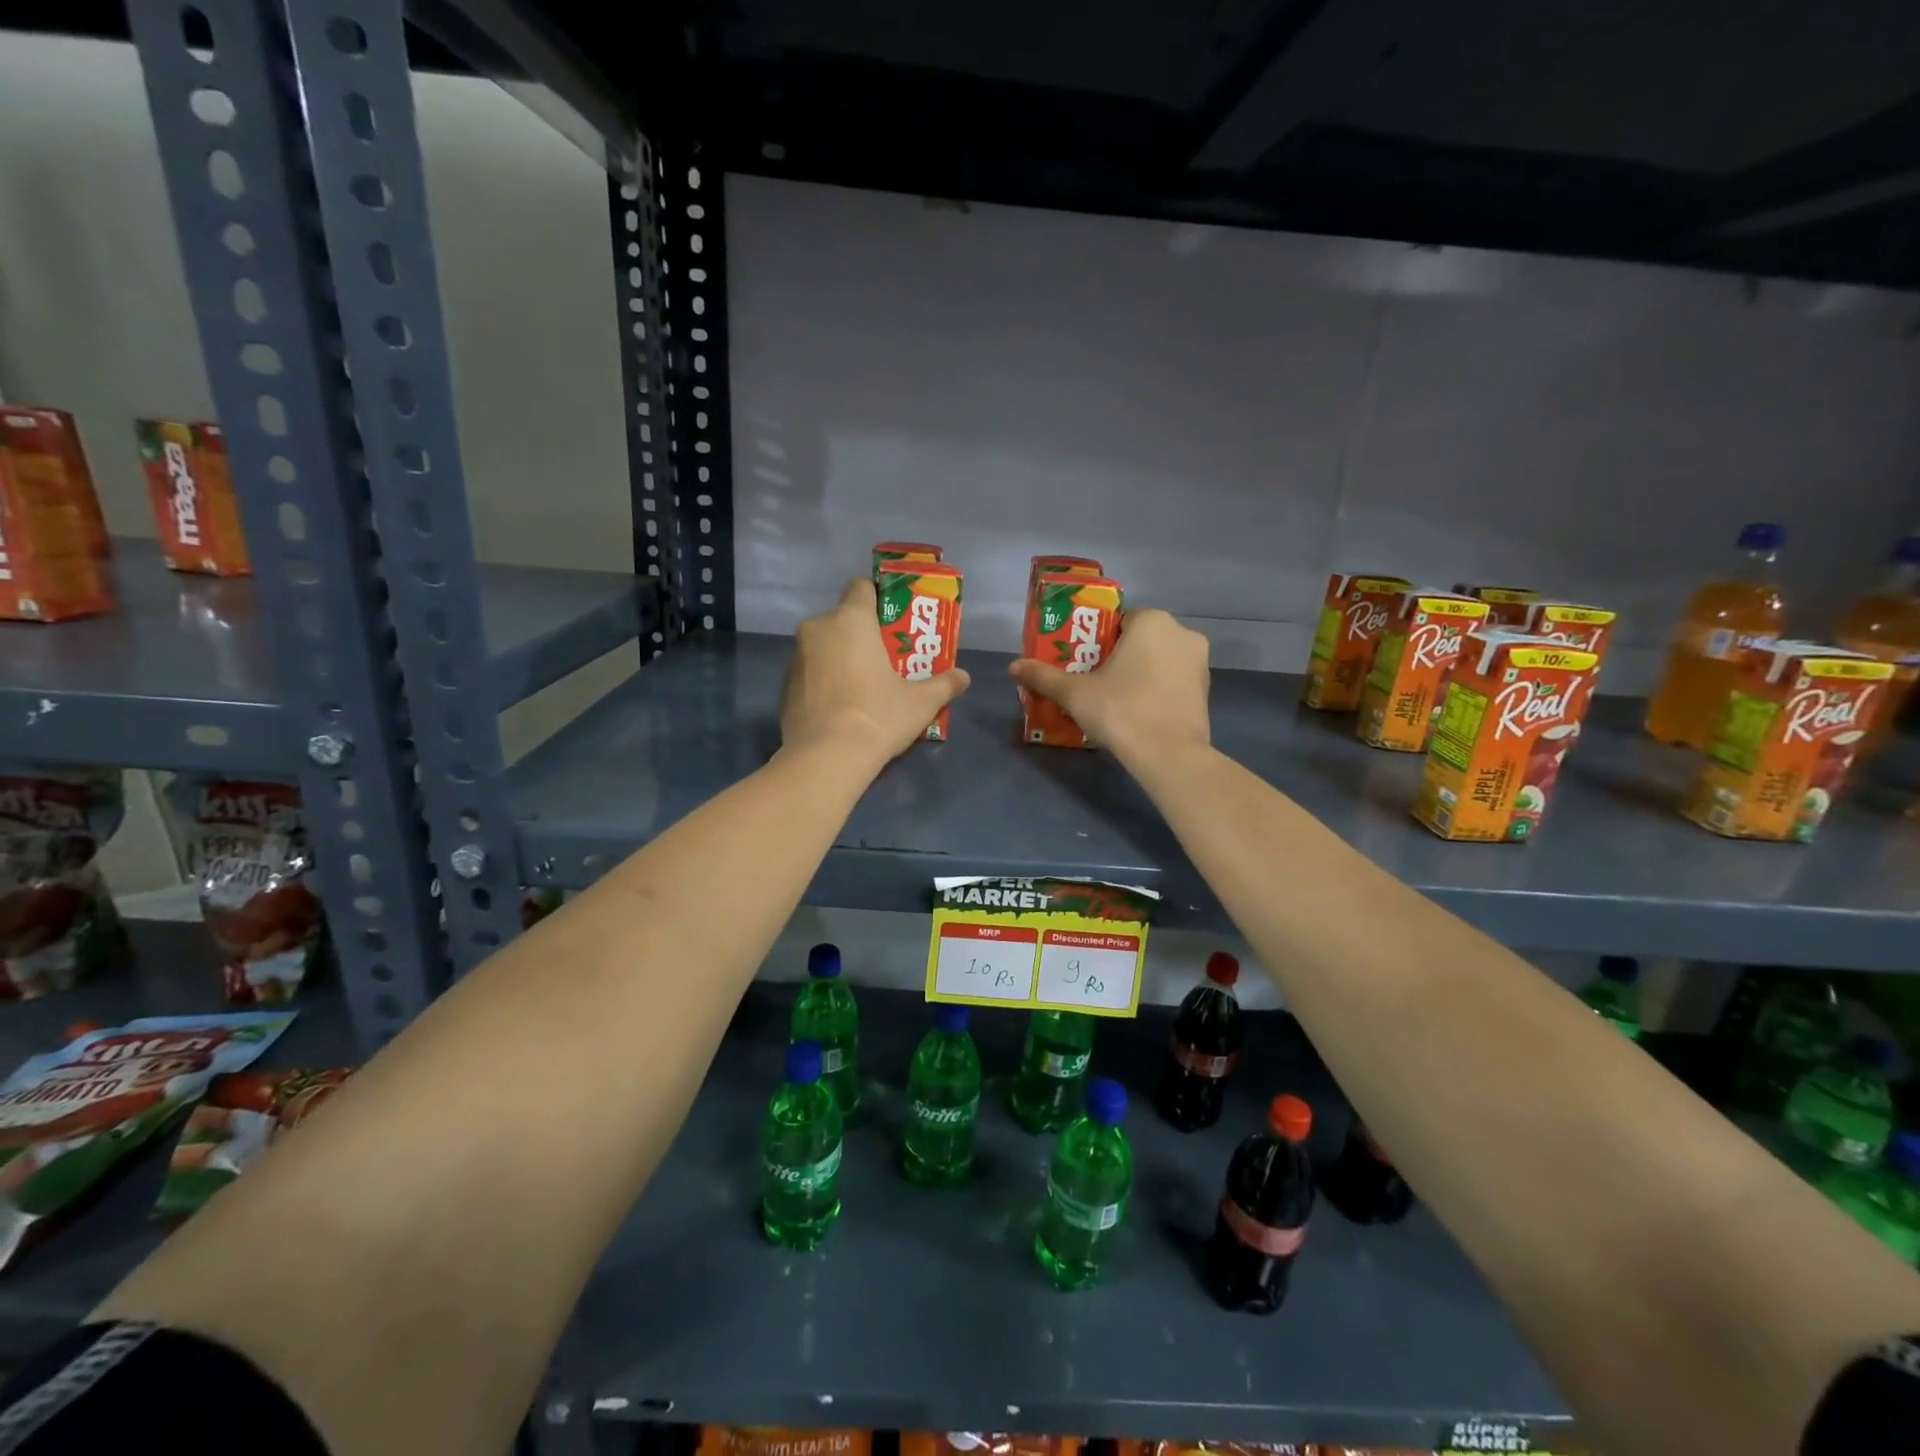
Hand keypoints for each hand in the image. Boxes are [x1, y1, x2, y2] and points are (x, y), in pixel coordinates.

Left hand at [781, 579, 971, 767]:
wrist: (826, 758)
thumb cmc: (878, 716)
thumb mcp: (921, 703)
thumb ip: (944, 685)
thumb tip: (963, 677)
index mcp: (850, 620)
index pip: (861, 587)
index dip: (878, 599)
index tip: (892, 622)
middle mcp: (817, 629)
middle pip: (841, 619)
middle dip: (860, 635)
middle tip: (883, 660)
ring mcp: (795, 658)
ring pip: (822, 647)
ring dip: (838, 658)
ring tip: (861, 687)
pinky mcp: (783, 687)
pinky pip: (808, 674)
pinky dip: (822, 683)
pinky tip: (839, 709)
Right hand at [1008, 607, 1209, 765]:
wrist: (1170, 756)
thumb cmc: (1121, 711)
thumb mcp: (1074, 694)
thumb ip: (1043, 676)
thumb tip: (1012, 666)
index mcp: (1152, 621)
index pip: (1118, 620)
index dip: (1097, 640)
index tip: (1082, 663)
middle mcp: (1182, 633)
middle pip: (1139, 639)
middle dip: (1117, 657)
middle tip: (1094, 682)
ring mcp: (1199, 663)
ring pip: (1158, 660)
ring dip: (1138, 673)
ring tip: (1114, 700)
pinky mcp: (1206, 692)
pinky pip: (1172, 682)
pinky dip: (1156, 691)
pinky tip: (1138, 713)